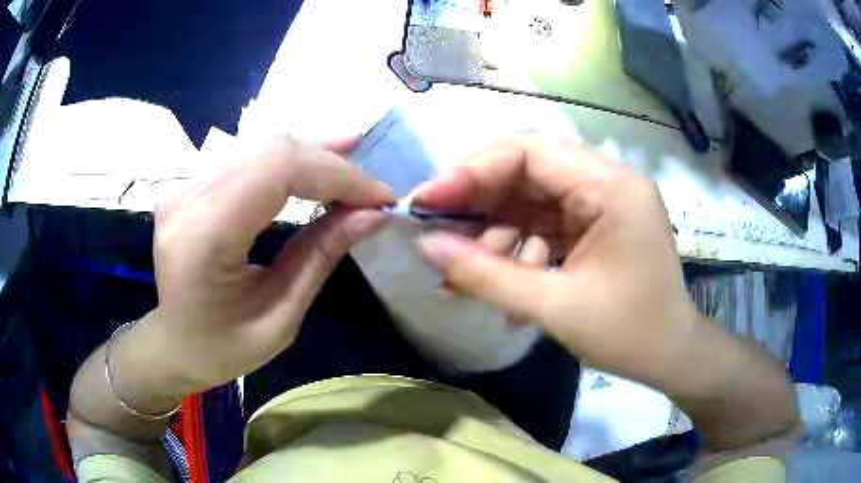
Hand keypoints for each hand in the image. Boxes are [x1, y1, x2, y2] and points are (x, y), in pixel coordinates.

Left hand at [148, 136, 393, 393]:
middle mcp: (187, 199)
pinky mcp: (191, 184)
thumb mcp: (280, 318)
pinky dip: (287, 155)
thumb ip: (321, 256)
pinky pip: (247, 155)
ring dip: (312, 152)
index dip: (334, 175)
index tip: (379, 197)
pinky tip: (316, 154)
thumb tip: (373, 214)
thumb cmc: (223, 348)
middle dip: (329, 163)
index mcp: (203, 238)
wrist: (176, 344)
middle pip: (269, 151)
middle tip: (371, 189)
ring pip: (260, 145)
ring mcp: (184, 187)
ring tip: (354, 161)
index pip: (275, 173)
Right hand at [413, 134, 695, 387]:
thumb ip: (487, 276)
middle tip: (436, 231)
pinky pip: (545, 224)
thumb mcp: (555, 307)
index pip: (529, 151)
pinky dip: (519, 249)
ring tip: (468, 273)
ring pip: (531, 199)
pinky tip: (505, 284)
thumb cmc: (629, 334)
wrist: (671, 356)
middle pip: (527, 171)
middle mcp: (606, 182)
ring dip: (496, 233)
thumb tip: (425, 246)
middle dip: (478, 201)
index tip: (428, 200)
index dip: (471, 170)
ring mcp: (601, 203)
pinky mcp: (595, 225)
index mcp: (611, 187)